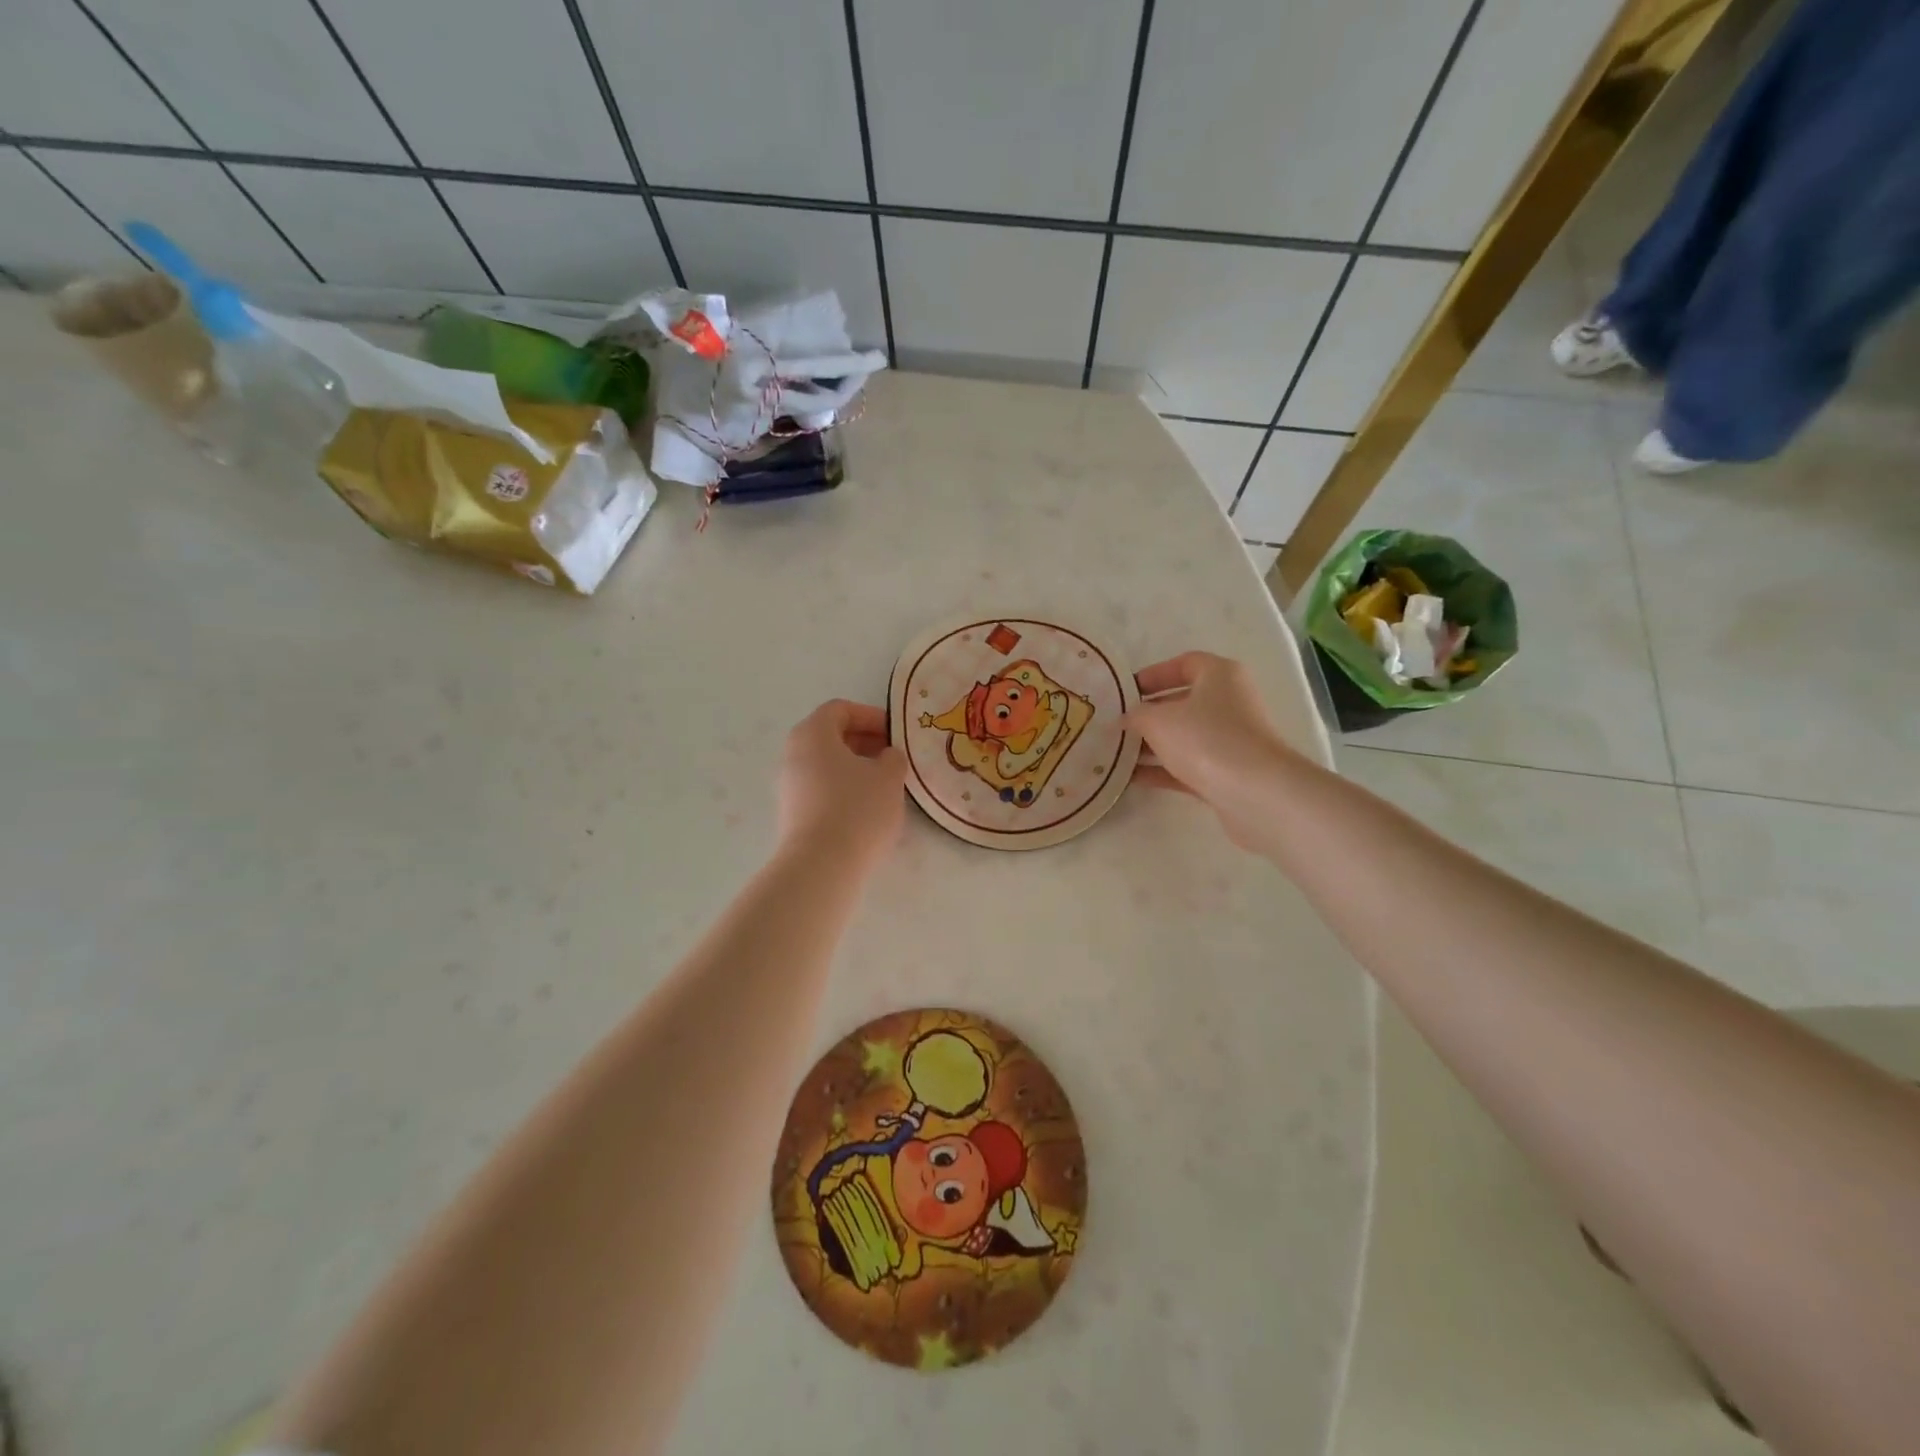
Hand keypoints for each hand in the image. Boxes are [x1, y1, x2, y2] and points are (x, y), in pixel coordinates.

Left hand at [777, 700, 906, 867]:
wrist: (821, 865)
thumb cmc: (857, 809)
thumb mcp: (889, 777)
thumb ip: (893, 758)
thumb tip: (886, 756)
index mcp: (813, 734)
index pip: (840, 709)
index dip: (870, 716)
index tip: (895, 734)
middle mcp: (793, 754)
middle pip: (830, 736)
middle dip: (864, 742)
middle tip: (893, 757)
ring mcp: (789, 785)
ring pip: (826, 764)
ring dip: (855, 768)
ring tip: (884, 785)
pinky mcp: (792, 813)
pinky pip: (821, 789)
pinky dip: (844, 789)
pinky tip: (866, 808)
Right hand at [1126, 651, 1295, 851]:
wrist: (1255, 793)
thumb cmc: (1206, 739)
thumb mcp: (1159, 720)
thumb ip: (1136, 715)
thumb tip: (1126, 718)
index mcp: (1220, 676)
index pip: (1184, 663)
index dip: (1153, 674)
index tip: (1125, 691)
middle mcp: (1229, 703)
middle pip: (1182, 702)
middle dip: (1148, 714)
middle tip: (1116, 724)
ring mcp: (1230, 740)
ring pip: (1184, 737)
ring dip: (1152, 744)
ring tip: (1116, 753)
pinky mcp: (1228, 773)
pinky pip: (1188, 765)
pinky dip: (1162, 770)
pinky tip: (1131, 778)